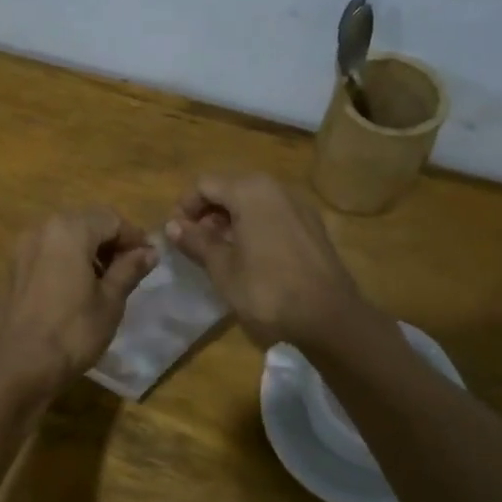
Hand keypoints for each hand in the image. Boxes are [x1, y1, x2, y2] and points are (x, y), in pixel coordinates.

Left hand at [0, 208, 157, 394]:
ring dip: (87, 254)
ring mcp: (21, 251)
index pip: (111, 219)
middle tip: (129, 272)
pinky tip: (75, 294)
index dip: (134, 237)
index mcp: (69, 230)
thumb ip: (128, 270)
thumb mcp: (109, 303)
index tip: (149, 260)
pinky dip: (65, 265)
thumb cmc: (71, 333)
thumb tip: (148, 252)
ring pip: (63, 240)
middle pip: (85, 225)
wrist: (13, 368)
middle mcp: (41, 230)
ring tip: (105, 285)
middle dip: (110, 244)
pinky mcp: (10, 272)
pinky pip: (46, 257)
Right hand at [166, 173, 367, 349]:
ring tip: (219, 253)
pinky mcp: (313, 226)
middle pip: (230, 188)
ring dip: (231, 220)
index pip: (205, 184)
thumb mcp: (222, 268)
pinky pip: (274, 215)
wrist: (329, 317)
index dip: (185, 207)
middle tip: (195, 244)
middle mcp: (276, 188)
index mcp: (250, 191)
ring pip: (254, 201)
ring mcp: (299, 206)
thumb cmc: (267, 290)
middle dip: (208, 212)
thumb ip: (196, 241)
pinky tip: (250, 257)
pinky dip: (255, 227)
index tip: (177, 235)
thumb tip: (172, 225)